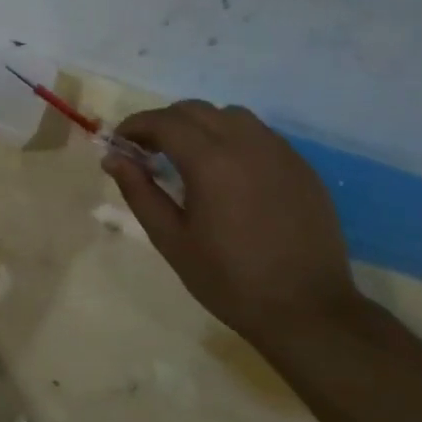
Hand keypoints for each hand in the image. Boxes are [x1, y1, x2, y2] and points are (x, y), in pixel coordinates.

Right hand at [105, 101, 358, 344]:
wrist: (308, 310)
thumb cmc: (229, 279)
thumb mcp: (171, 239)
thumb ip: (139, 192)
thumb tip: (113, 158)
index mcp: (211, 161)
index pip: (164, 122)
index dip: (135, 125)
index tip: (120, 143)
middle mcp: (247, 144)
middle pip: (195, 110)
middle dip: (164, 122)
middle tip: (147, 150)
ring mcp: (280, 152)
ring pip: (230, 116)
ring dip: (200, 125)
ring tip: (188, 157)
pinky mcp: (301, 167)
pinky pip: (259, 135)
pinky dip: (232, 138)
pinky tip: (227, 172)